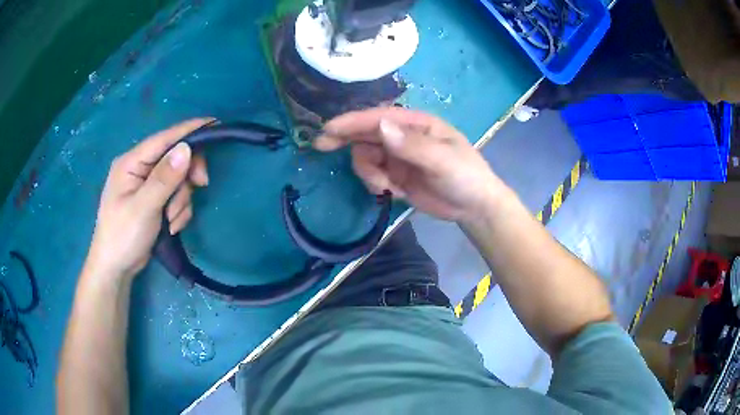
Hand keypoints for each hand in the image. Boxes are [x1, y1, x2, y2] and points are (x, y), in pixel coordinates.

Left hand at [85, 118, 212, 279]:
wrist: (116, 268)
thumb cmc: (122, 236)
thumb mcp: (143, 208)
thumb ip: (164, 178)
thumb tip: (186, 149)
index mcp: (131, 162)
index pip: (164, 138)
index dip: (189, 130)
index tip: (215, 123)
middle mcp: (140, 168)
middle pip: (175, 159)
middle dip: (186, 177)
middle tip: (201, 186)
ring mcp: (147, 185)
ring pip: (179, 180)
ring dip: (181, 201)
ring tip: (172, 222)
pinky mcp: (154, 200)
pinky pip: (176, 196)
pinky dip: (179, 211)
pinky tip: (171, 226)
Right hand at [314, 107, 508, 222]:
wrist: (474, 207)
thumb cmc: (466, 176)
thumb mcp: (443, 160)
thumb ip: (413, 146)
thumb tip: (381, 128)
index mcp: (416, 124)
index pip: (379, 118)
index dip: (352, 122)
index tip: (328, 129)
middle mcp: (403, 136)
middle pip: (366, 134)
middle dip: (345, 139)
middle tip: (321, 146)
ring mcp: (398, 157)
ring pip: (366, 157)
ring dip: (368, 172)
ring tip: (386, 186)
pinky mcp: (396, 176)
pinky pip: (373, 175)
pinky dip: (375, 184)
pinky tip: (391, 192)